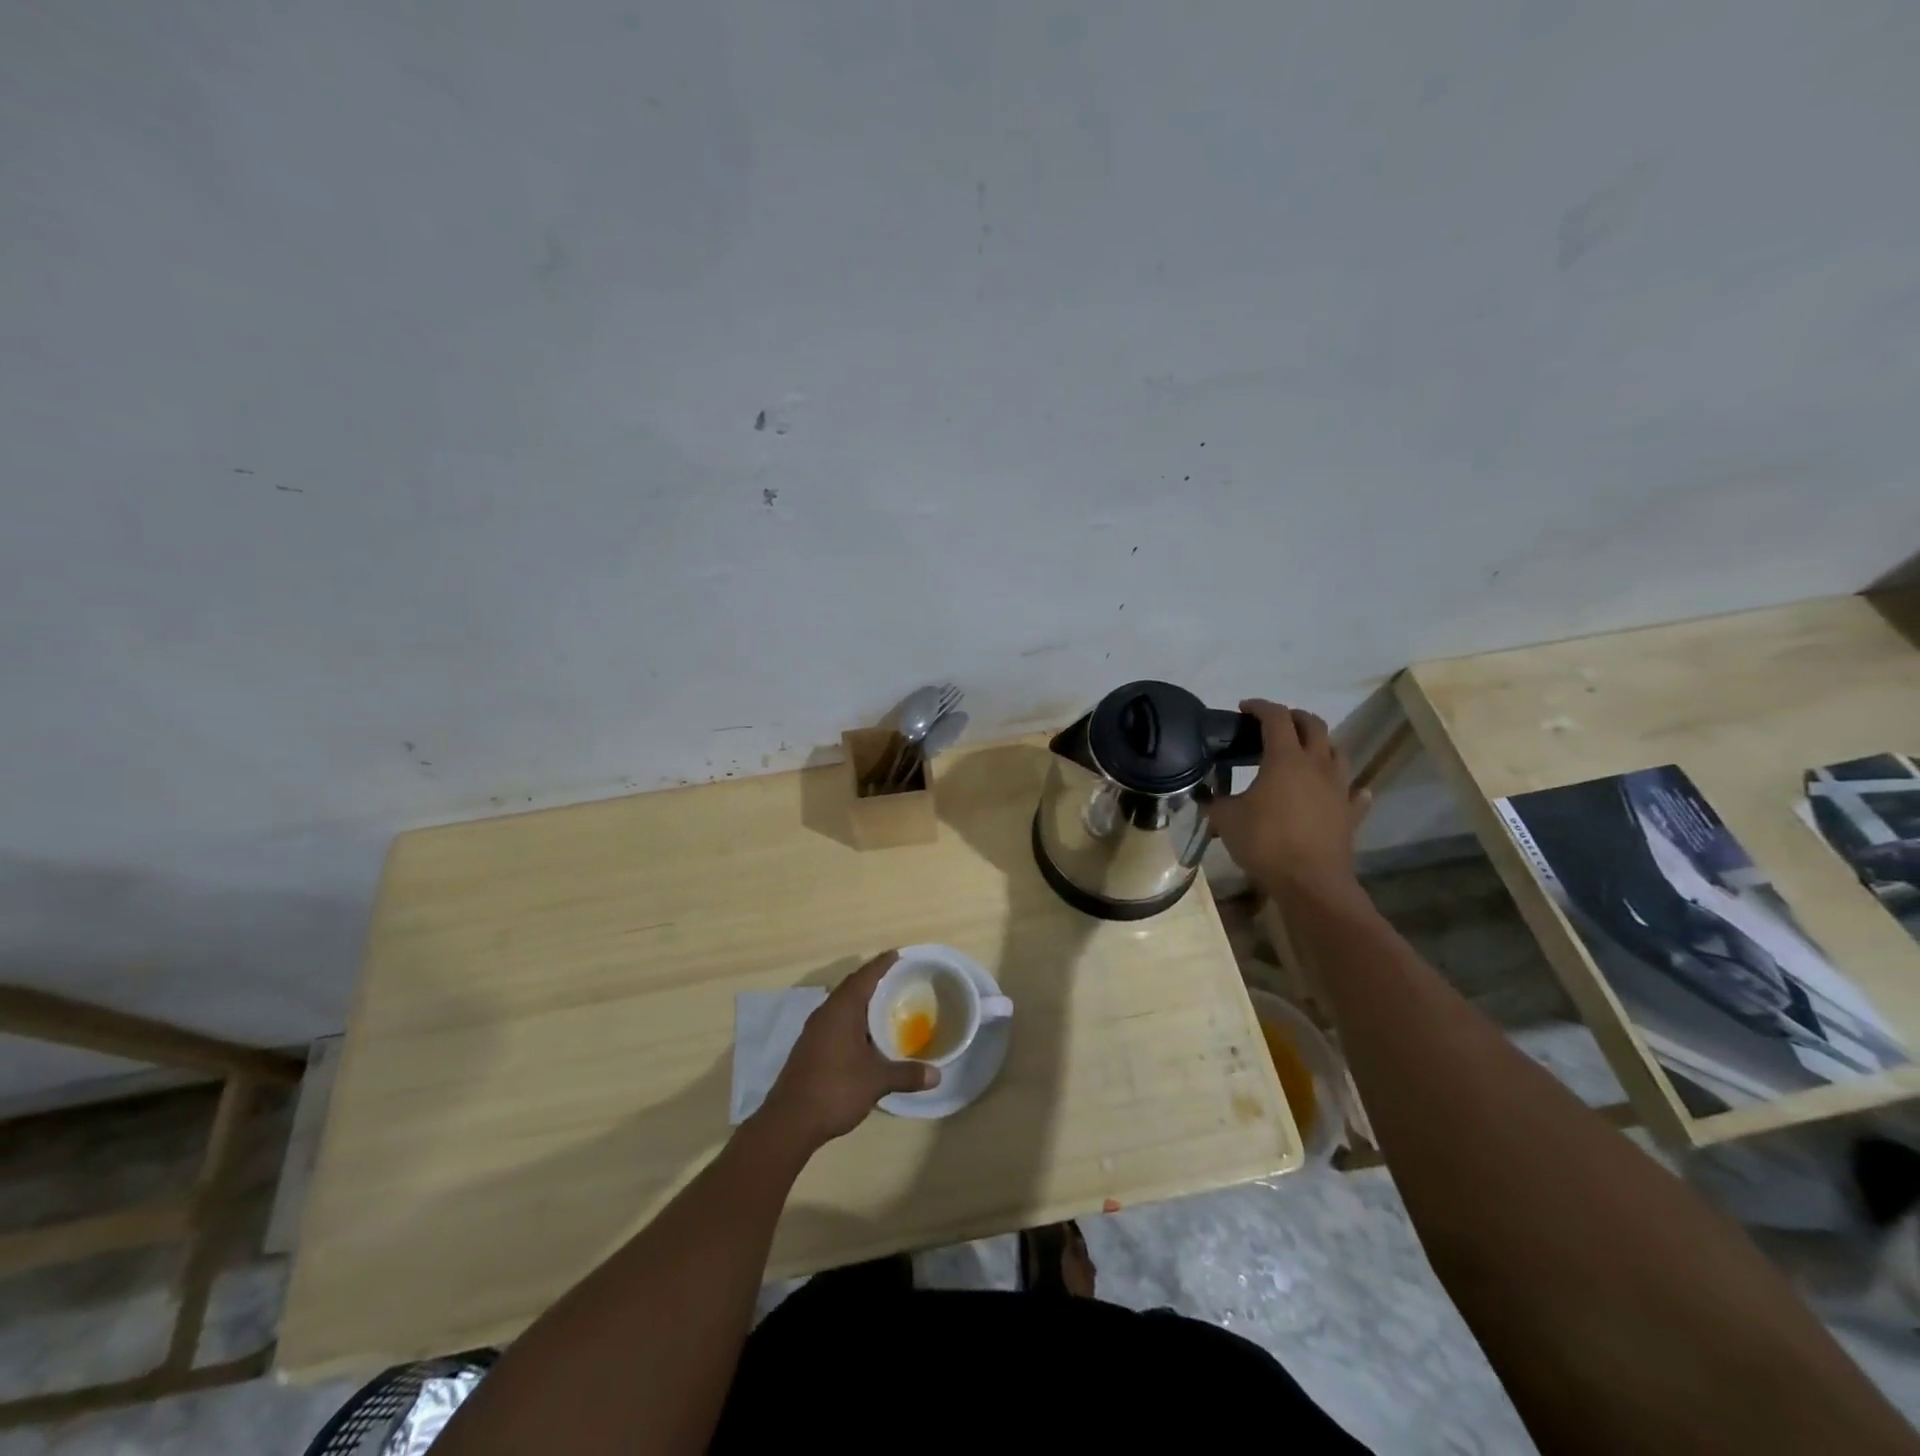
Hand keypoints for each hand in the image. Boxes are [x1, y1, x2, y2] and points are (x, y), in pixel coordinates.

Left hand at [758, 951, 939, 1151]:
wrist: (789, 1122)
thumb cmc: (835, 1089)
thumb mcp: (876, 1081)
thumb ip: (907, 1074)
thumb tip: (938, 1075)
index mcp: (842, 1010)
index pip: (864, 977)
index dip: (882, 964)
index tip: (898, 954)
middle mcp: (826, 1013)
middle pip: (852, 987)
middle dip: (873, 980)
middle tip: (898, 978)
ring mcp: (814, 1030)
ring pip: (842, 1005)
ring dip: (862, 1001)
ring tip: (886, 1003)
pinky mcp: (810, 1047)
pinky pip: (836, 1021)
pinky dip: (853, 1019)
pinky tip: (866, 1034)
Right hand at [1205, 699, 1370, 905]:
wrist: (1310, 882)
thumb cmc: (1266, 842)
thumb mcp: (1226, 819)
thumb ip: (1215, 802)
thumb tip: (1206, 796)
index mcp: (1285, 758)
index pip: (1275, 717)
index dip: (1259, 707)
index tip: (1244, 708)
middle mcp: (1317, 764)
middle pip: (1313, 725)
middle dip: (1294, 717)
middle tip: (1275, 723)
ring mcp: (1339, 788)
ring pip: (1337, 752)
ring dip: (1321, 744)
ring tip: (1305, 751)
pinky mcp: (1350, 813)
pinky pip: (1354, 792)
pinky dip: (1347, 785)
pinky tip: (1342, 789)